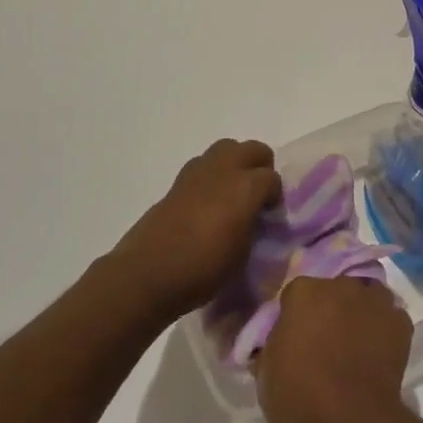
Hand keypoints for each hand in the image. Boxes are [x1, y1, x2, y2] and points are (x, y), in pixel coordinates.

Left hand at [112, 139, 281, 320]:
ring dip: (234, 164)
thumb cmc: (203, 269)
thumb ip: (253, 226)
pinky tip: (208, 202)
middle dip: (260, 166)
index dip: (275, 196)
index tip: (270, 215)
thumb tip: (253, 217)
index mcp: (246, 187)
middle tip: (257, 194)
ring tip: (232, 193)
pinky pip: (203, 165)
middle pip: (252, 149)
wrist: (147, 274)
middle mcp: (224, 170)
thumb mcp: (243, 253)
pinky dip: (212, 176)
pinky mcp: (177, 182)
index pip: (272, 178)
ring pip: (226, 149)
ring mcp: (197, 172)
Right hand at [259, 276, 413, 422]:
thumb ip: (273, 343)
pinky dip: (383, 330)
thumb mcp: (266, 372)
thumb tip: (279, 339)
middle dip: (329, 308)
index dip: (295, 314)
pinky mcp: (401, 322)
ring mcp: (375, 301)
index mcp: (304, 292)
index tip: (294, 336)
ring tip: (354, 345)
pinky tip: (376, 354)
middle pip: (333, 290)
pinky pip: (388, 318)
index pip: (296, 293)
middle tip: (325, 340)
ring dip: (359, 313)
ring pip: (365, 298)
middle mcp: (341, 285)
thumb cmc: (300, 397)